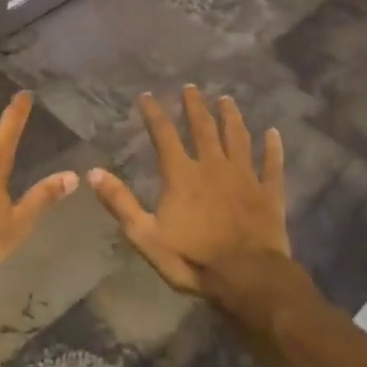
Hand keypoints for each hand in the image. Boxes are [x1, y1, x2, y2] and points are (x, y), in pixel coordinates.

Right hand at [88, 86, 292, 304]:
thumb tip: (92, 172)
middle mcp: (213, 166)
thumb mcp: (145, 236)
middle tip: (191, 88)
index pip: (163, 135)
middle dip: (195, 107)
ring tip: (226, 100)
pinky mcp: (269, 192)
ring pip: (238, 138)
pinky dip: (273, 148)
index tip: (147, 96)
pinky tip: (274, 133)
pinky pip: (272, 164)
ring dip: (231, 117)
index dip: (153, 113)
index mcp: (182, 175)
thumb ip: (120, 202)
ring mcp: (244, 177)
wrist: (248, 278)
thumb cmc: (193, 259)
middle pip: (203, 128)